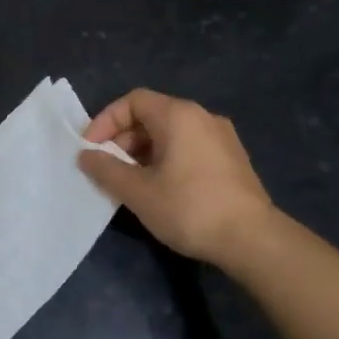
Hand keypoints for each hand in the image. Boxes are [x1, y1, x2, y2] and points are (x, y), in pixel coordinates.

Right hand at [78, 88, 275, 268]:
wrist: (252, 238)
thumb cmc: (189, 208)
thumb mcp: (138, 191)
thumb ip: (106, 169)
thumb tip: (86, 155)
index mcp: (178, 115)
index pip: (133, 100)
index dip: (106, 121)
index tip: (91, 149)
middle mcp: (202, 116)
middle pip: (152, 115)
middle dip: (123, 139)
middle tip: (108, 169)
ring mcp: (222, 137)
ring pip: (172, 133)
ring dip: (144, 152)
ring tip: (131, 182)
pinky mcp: (232, 159)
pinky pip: (190, 147)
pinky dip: (167, 159)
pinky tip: (161, 189)